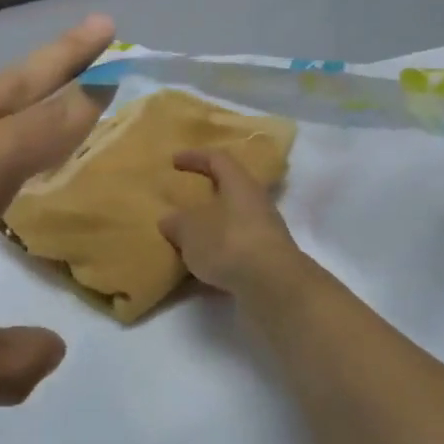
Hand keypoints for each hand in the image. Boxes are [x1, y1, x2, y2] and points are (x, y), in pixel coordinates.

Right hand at [158, 149, 305, 297]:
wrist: (274, 286)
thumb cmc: (229, 244)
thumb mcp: (191, 232)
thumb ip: (177, 223)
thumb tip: (169, 220)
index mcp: (240, 185)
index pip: (218, 159)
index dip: (195, 157)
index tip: (174, 161)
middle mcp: (257, 203)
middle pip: (230, 189)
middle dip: (206, 193)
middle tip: (183, 199)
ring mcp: (265, 232)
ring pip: (234, 220)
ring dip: (213, 225)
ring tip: (189, 236)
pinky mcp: (267, 259)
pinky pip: (237, 247)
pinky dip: (219, 252)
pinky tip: (202, 266)